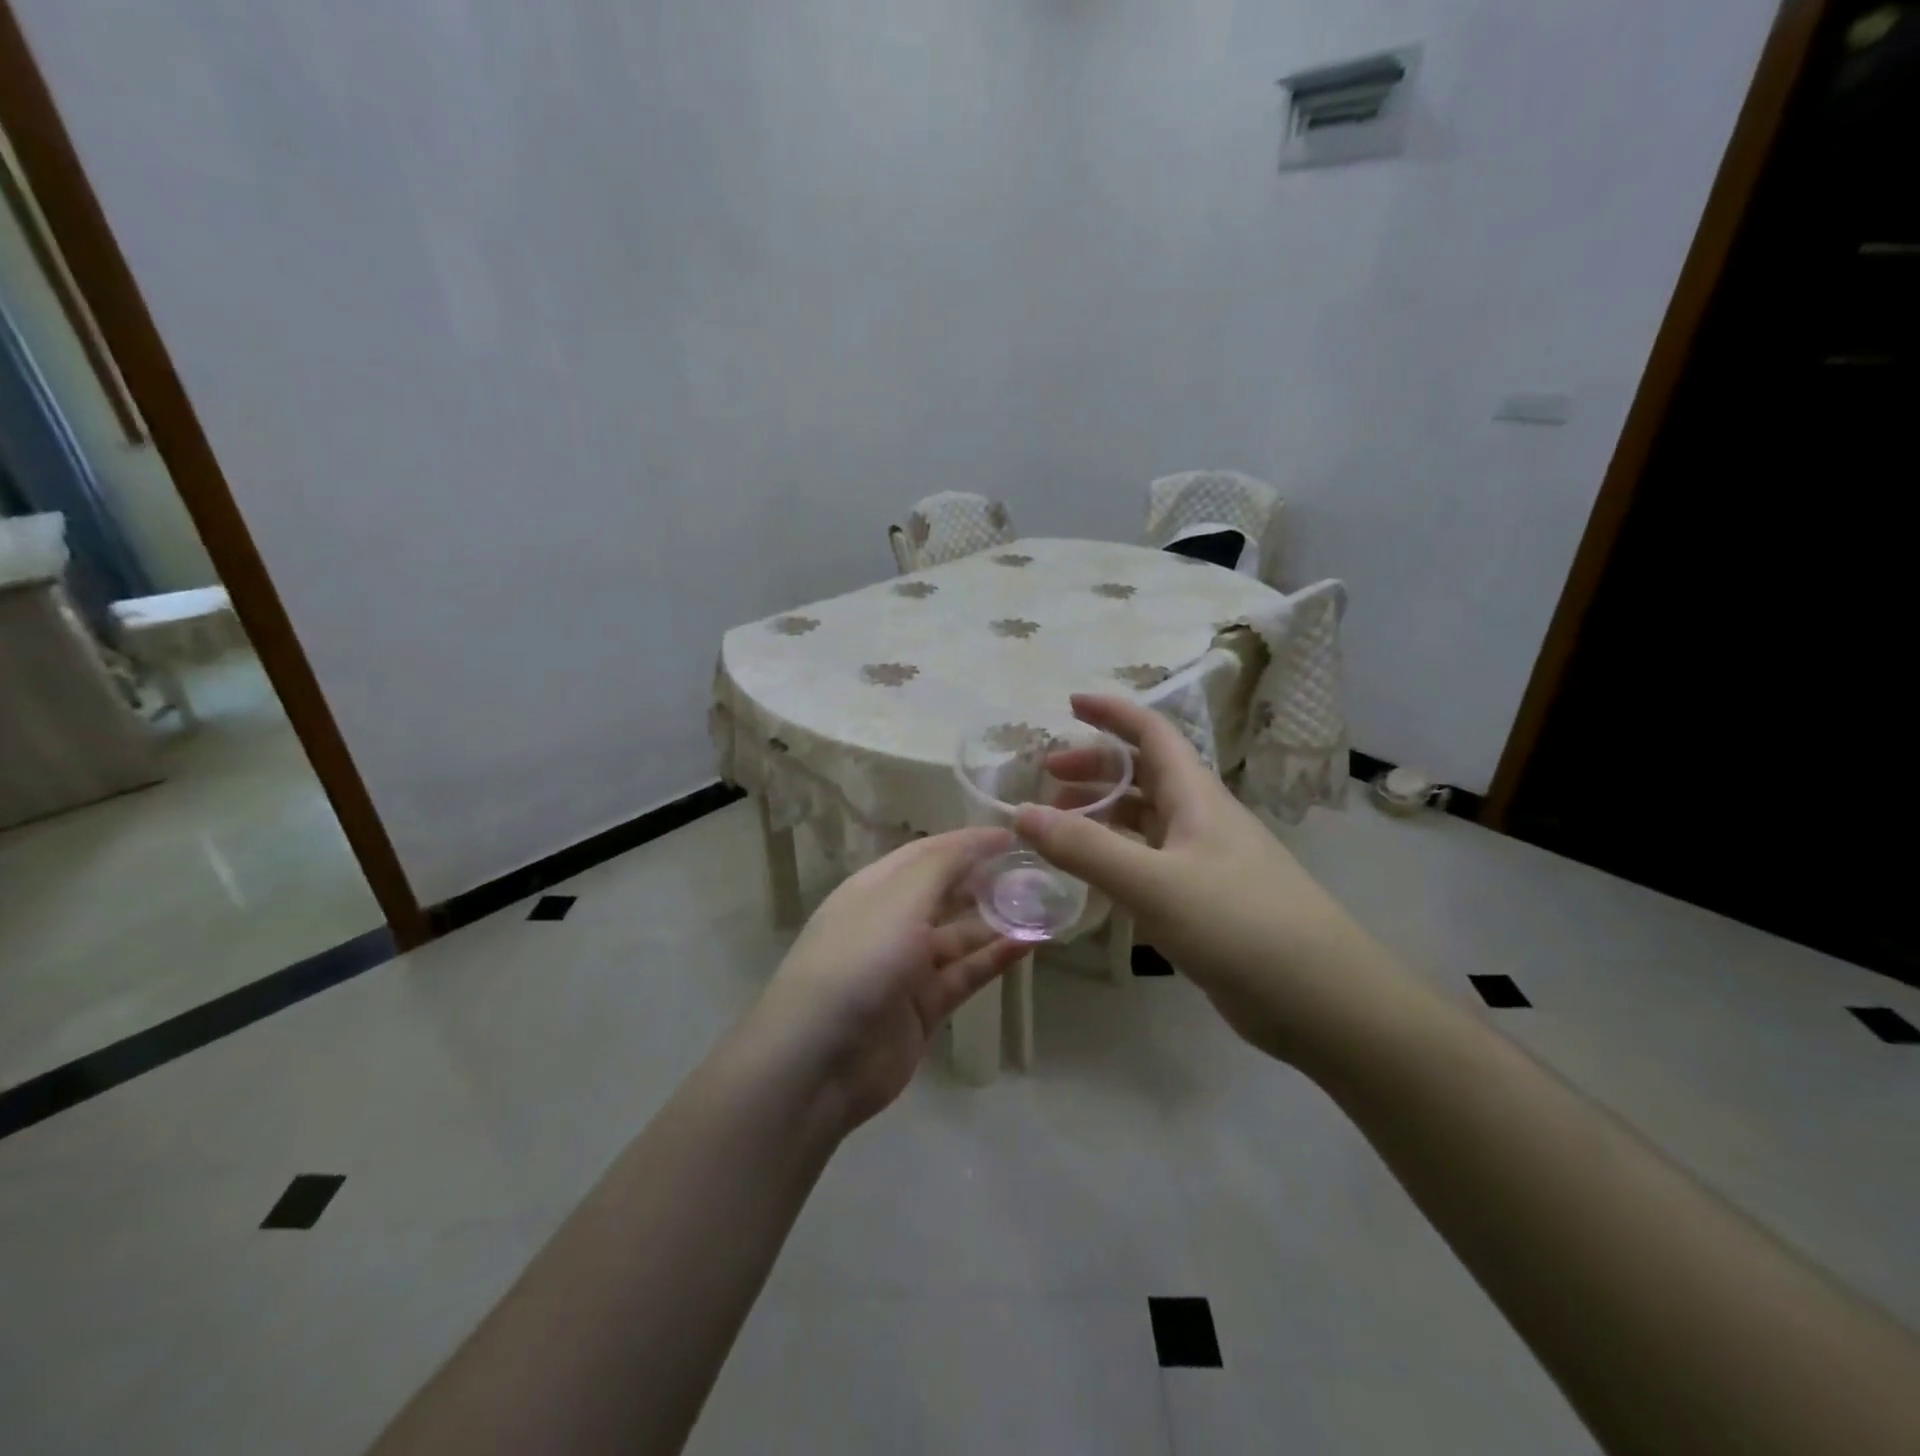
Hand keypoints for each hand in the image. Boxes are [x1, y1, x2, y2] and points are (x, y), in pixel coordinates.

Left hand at [745, 829, 1028, 1132]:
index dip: (968, 842)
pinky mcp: (924, 1008)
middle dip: (986, 881)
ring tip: (1044, 906)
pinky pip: (966, 974)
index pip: (927, 853)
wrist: (819, 1060)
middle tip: (1036, 872)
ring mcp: (908, 967)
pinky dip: (995, 959)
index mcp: (875, 888)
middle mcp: (891, 922)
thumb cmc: (859, 960)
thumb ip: (944, 864)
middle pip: (946, 893)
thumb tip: (983, 837)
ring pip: (961, 936)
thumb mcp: (899, 898)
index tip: (1014, 836)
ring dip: (997, 921)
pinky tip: (1030, 944)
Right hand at [1015, 695, 1406, 1065]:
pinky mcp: (1204, 900)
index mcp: (1196, 795)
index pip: (1152, 732)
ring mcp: (1204, 860)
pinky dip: (1115, 857)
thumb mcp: (1154, 883)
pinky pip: (1149, 861)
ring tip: (1057, 827)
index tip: (1069, 703)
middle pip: (1143, 774)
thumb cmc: (1239, 924)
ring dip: (1101, 813)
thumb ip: (1085, 849)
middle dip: (1095, 767)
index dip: (1112, 712)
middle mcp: (1200, 818)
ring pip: (1144, 820)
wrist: (1321, 999)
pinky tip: (1093, 877)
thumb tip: (1022, 812)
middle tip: (1047, 778)